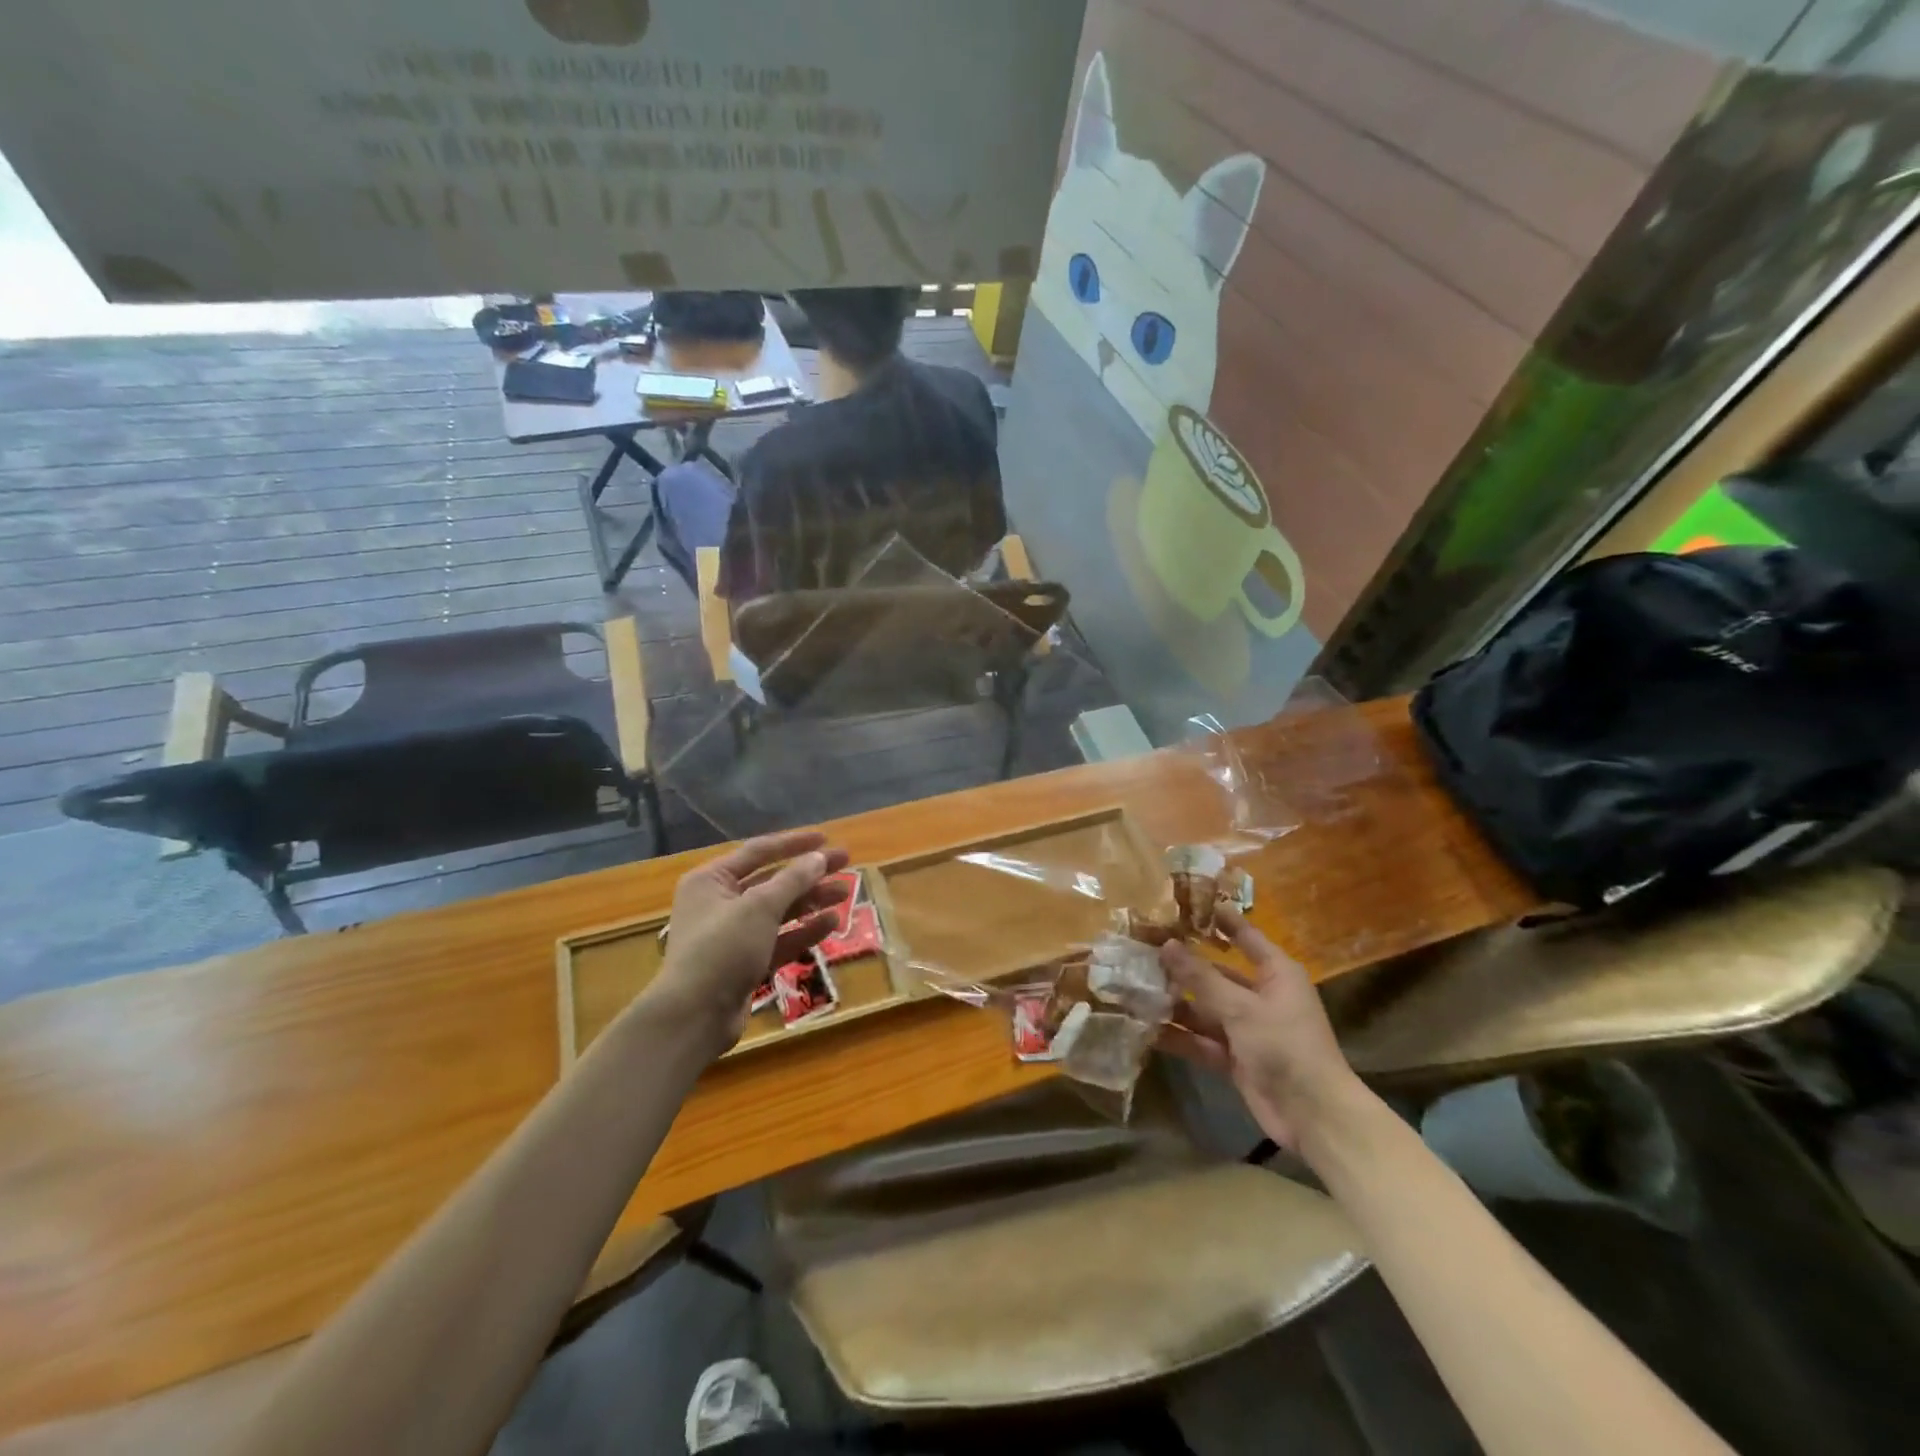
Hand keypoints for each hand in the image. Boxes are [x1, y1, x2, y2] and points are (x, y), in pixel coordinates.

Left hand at [645, 830, 851, 1054]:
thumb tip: (820, 857)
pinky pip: (779, 939)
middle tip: (845, 864)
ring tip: (845, 893)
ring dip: (811, 901)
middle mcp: (719, 903)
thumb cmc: (722, 949)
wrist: (694, 1016)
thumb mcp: (760, 907)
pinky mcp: (746, 963)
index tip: (827, 839)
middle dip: (809, 873)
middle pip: (772, 880)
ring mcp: (733, 935)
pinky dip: (804, 930)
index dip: (794, 844)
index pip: (758, 851)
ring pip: (779, 911)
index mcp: (711, 880)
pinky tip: (832, 922)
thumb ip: (793, 879)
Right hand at [1158, 908, 1361, 1150]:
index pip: (1245, 936)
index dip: (1219, 919)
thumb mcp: (1241, 1008)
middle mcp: (1260, 996)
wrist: (1314, 1117)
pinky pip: (1201, 1040)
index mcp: (1275, 973)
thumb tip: (1167, 944)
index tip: (1187, 902)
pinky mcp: (1235, 1058)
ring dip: (1174, 1002)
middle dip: (1181, 966)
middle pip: (1215, 974)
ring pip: (1204, 1008)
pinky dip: (1179, 1036)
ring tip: (1134, 988)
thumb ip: (1201, 977)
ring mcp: (1246, 1028)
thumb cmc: (1285, 1047)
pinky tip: (1146, 1029)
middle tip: (1141, 950)